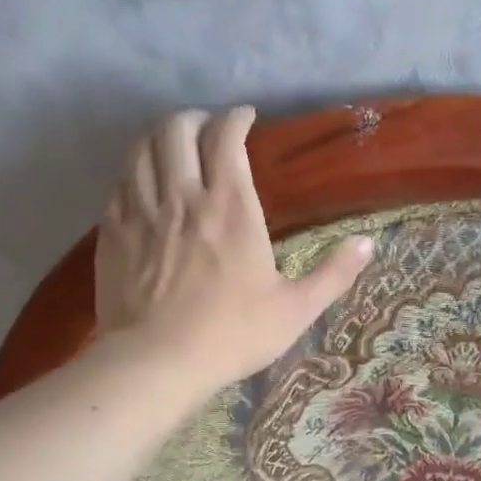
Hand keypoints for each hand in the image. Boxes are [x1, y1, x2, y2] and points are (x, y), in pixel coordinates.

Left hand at [94, 107, 372, 388]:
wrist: (158, 362)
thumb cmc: (232, 334)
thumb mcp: (296, 309)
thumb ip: (333, 274)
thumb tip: (368, 243)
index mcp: (231, 207)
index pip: (226, 137)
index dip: (236, 118)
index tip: (246, 118)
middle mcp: (183, 196)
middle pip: (176, 129)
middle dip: (194, 118)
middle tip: (208, 129)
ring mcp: (142, 211)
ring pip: (142, 149)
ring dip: (159, 137)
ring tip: (173, 145)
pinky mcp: (113, 231)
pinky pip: (120, 181)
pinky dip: (134, 169)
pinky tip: (142, 181)